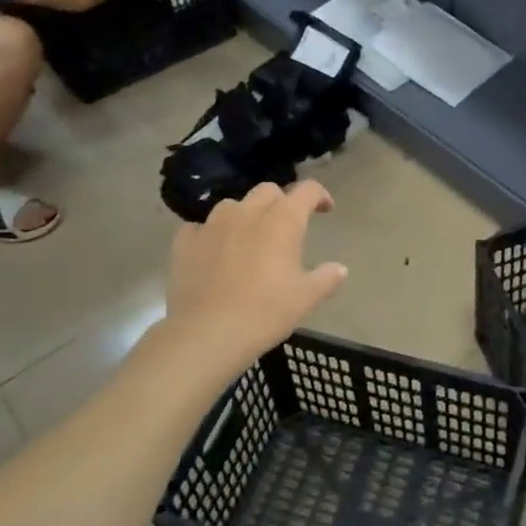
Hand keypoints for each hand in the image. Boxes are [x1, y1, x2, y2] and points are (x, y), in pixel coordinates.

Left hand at [167, 180, 347, 369]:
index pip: (307, 190)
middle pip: (268, 191)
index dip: (320, 196)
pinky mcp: (185, 242)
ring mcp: (212, 224)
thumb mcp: (306, 298)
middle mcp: (247, 212)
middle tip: (287, 227)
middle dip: (281, 202)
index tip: (325, 210)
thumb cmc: (265, 312)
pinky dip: (212, 234)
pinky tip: (214, 252)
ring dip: (246, 215)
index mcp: (282, 220)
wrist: (207, 334)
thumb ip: (327, 278)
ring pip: (233, 205)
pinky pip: (200, 227)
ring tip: (249, 239)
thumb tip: (339, 269)